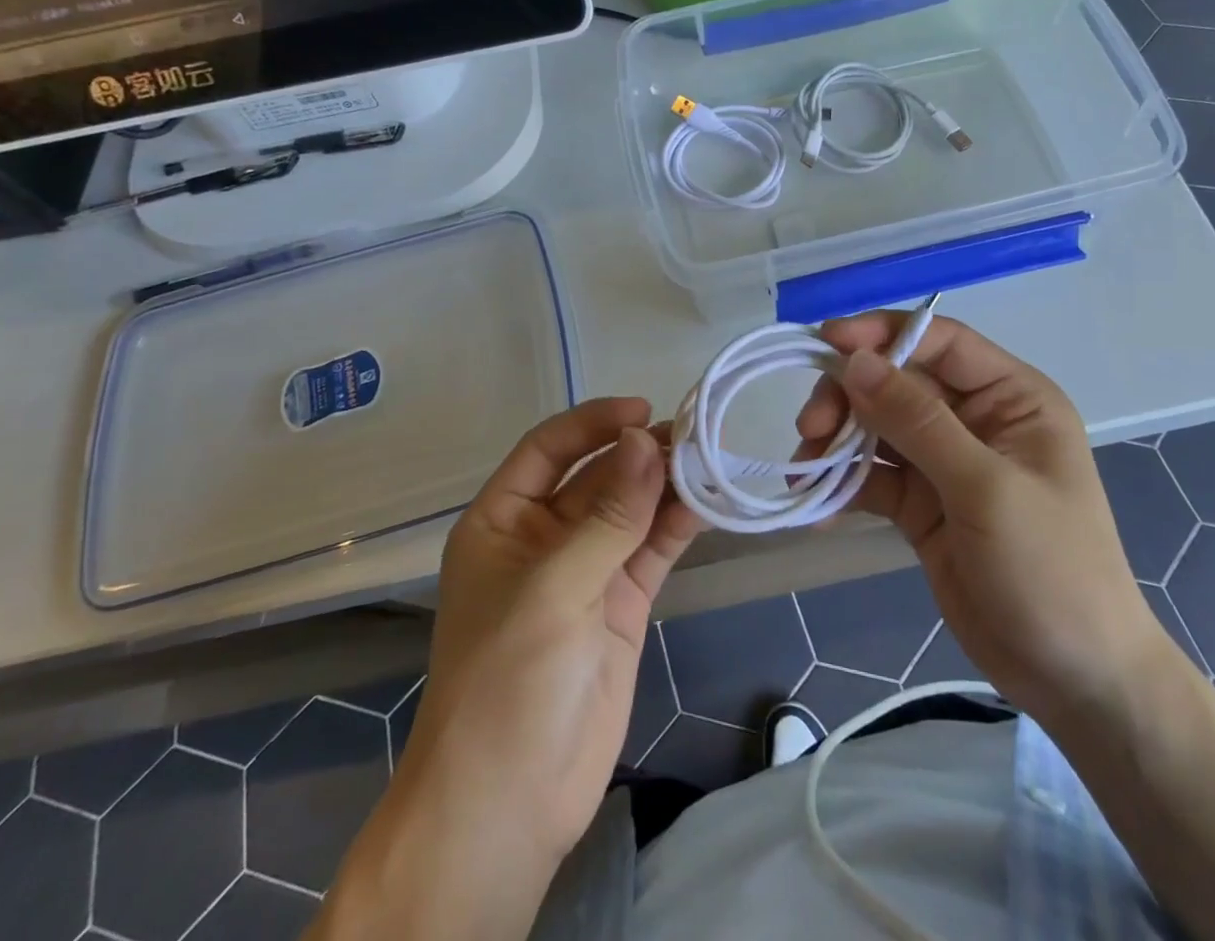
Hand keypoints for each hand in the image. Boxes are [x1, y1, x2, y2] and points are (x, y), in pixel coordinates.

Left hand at [400, 398, 702, 867]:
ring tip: (711, 459)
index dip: (593, 423)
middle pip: (597, 477)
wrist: (509, 805)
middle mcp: (544, 537)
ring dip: (665, 485)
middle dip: (639, 454)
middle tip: (695, 433)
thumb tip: (647, 439)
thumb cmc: (507, 680)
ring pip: (630, 511)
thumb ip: (608, 515)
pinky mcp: (621, 604)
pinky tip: (709, 502)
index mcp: (503, 521)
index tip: (642, 409)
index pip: (548, 449)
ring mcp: (586, 571)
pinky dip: (677, 525)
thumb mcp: (553, 588)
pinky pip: (651, 550)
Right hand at [796, 312, 1166, 729]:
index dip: (881, 333)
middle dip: (849, 396)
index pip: (939, 342)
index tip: (824, 342)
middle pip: (897, 381)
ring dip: (837, 439)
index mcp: (1011, 397)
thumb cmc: (1051, 570)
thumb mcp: (985, 488)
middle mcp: (976, 419)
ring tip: (806, 467)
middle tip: (811, 428)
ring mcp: (945, 462)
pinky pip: (873, 475)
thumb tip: (856, 361)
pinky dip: (842, 482)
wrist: (1074, 681)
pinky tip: (816, 503)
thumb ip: (918, 421)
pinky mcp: (921, 503)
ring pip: (876, 426)